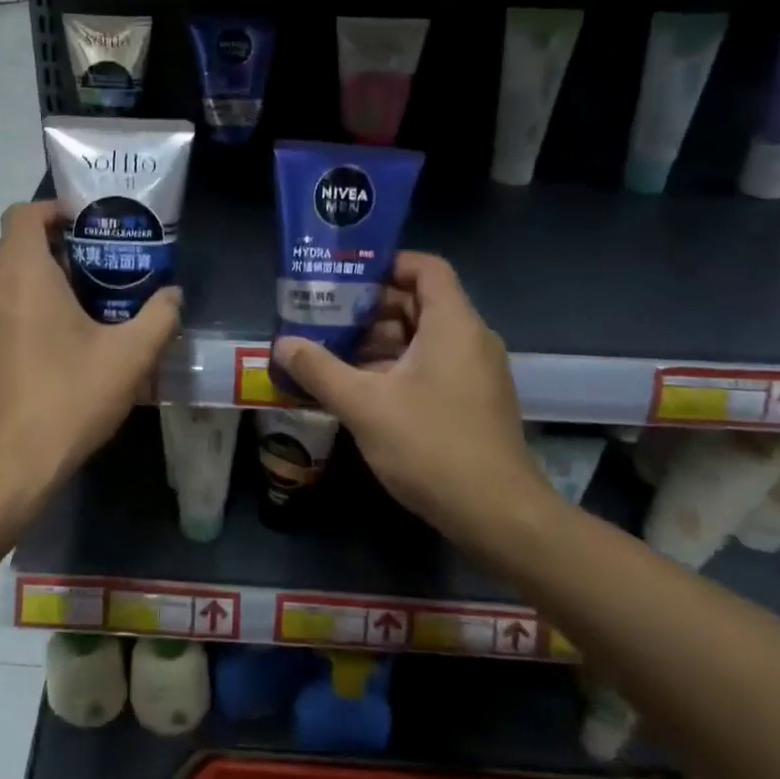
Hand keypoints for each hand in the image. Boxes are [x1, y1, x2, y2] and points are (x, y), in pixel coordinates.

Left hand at [0, 201, 180, 515]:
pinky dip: (15, 312)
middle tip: (96, 272)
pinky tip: (47, 350)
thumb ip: (159, 317)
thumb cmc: (66, 401)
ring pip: (0, 281)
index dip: (56, 210)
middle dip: (53, 250)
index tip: (89, 227)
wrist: (0, 472)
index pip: (25, 213)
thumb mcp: (130, 359)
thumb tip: (173, 295)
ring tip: (76, 311)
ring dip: (34, 282)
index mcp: (19, 273)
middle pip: (13, 246)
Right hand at [272, 252, 554, 539]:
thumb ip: (320, 370)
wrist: (498, 515)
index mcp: (453, 324)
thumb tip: (282, 345)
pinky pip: (433, 365)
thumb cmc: (431, 446)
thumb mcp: (364, 405)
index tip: (346, 278)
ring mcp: (476, 372)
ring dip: (380, 342)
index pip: (426, 267)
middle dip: (371, 308)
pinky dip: (398, 367)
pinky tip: (361, 389)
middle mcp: (471, 339)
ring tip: (333, 354)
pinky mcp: (474, 401)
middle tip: (326, 317)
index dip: (387, 264)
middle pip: (420, 303)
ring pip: (424, 338)